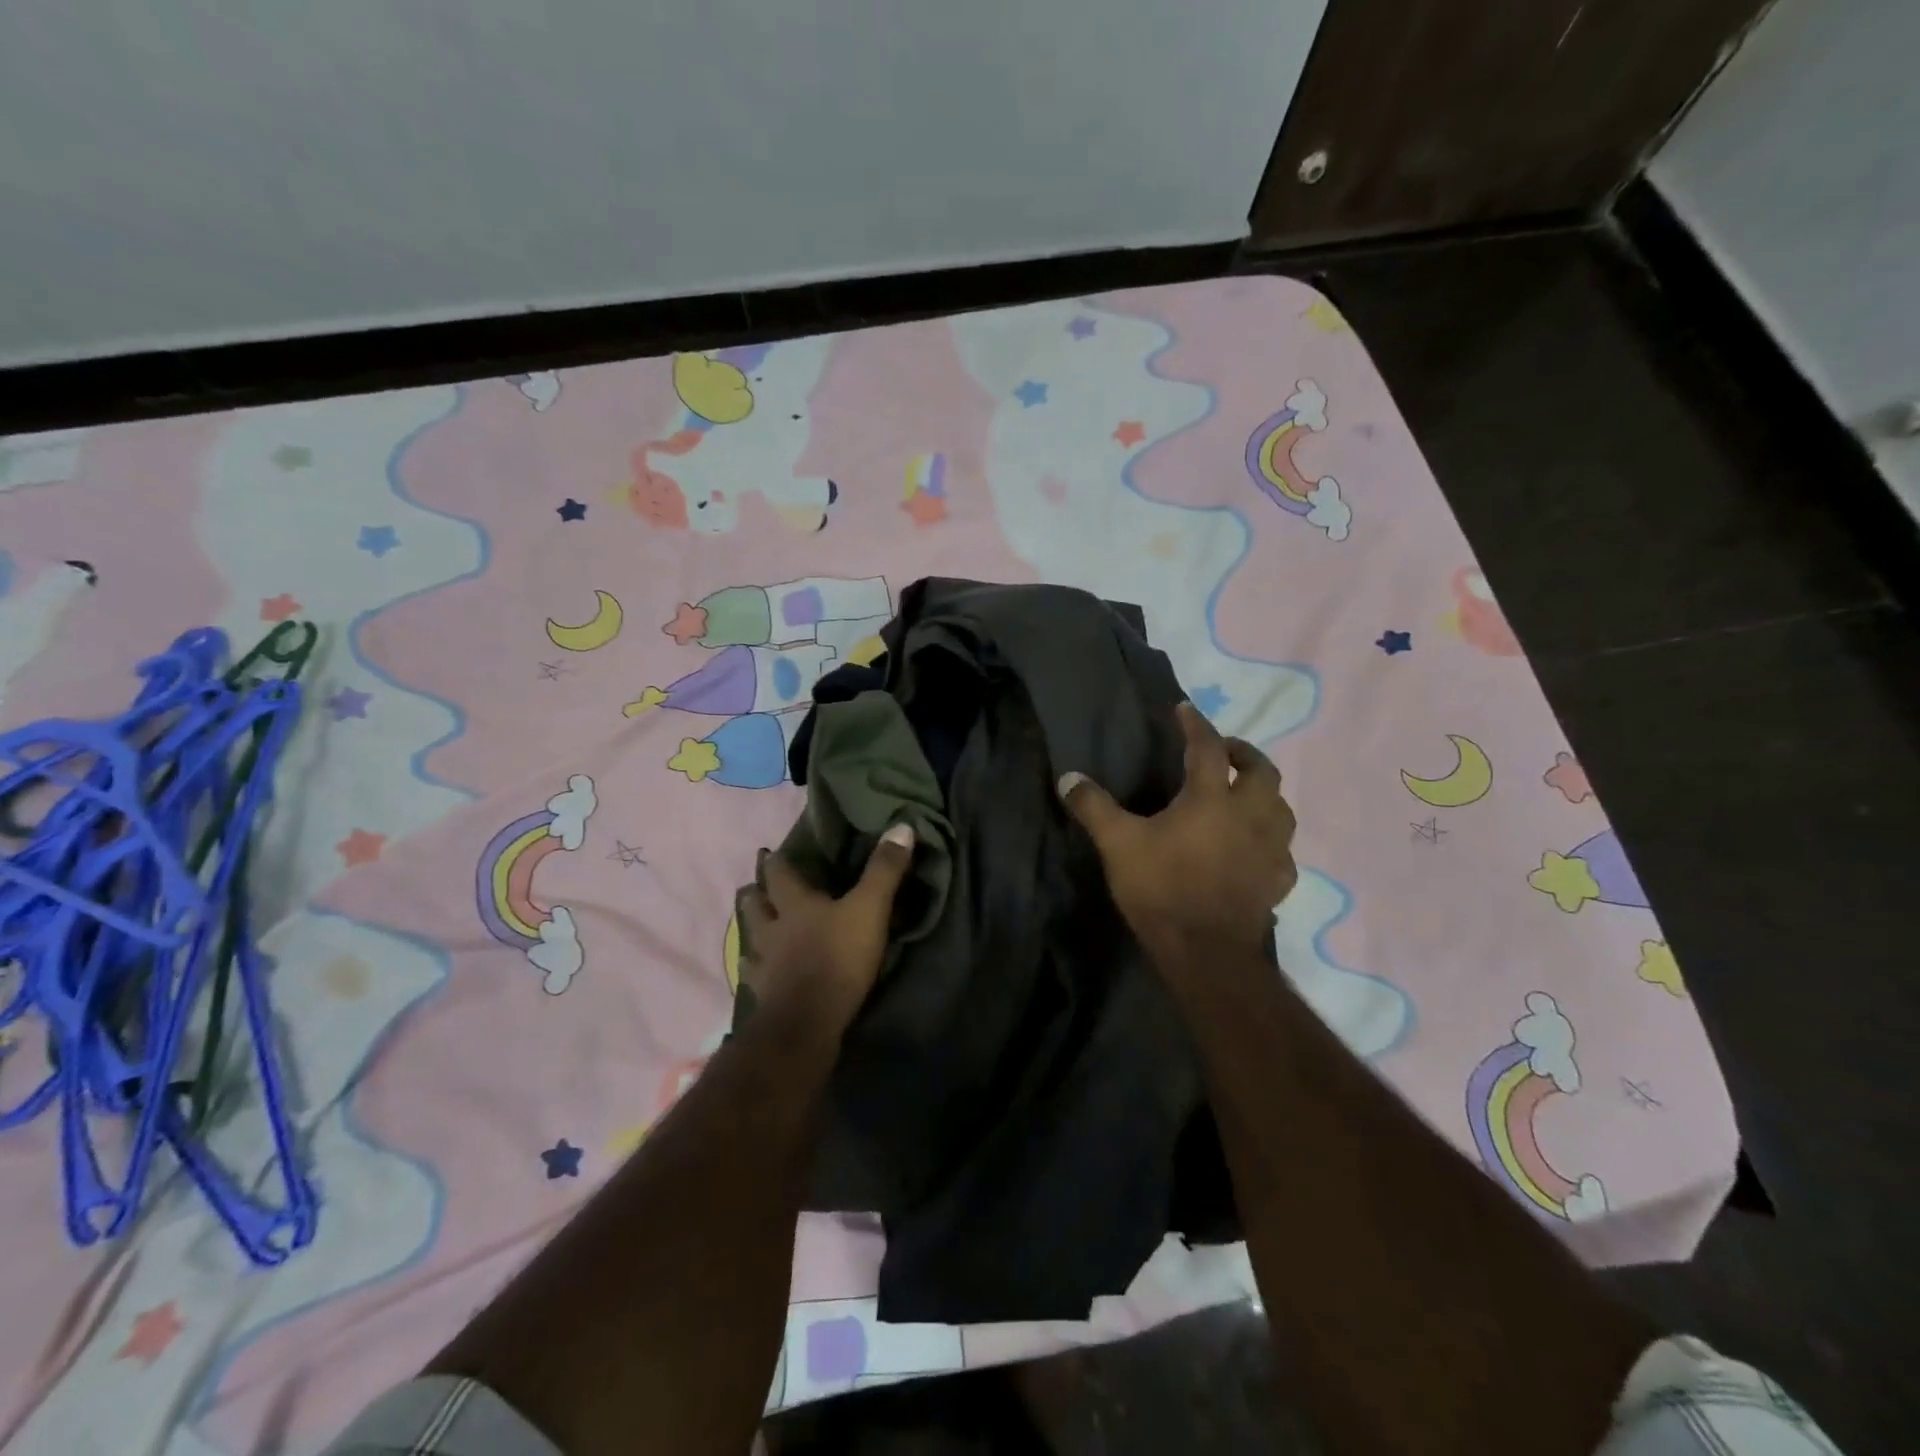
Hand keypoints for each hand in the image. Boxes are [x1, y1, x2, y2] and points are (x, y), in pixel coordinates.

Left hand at [737, 824, 916, 1031]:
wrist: (806, 1021)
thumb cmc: (838, 958)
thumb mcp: (870, 909)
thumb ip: (884, 870)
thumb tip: (902, 825)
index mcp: (794, 904)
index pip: (779, 873)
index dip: (777, 862)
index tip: (772, 852)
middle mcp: (771, 928)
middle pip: (755, 904)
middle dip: (755, 893)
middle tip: (756, 885)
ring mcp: (763, 962)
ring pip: (750, 938)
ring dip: (752, 930)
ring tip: (754, 927)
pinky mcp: (763, 993)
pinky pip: (754, 976)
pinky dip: (755, 970)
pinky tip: (757, 972)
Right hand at [1059, 703, 1296, 970]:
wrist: (1205, 951)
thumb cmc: (1161, 889)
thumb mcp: (1118, 845)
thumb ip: (1094, 807)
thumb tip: (1067, 777)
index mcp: (1211, 799)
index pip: (1207, 748)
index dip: (1195, 724)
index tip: (1185, 710)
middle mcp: (1249, 815)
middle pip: (1261, 770)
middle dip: (1243, 753)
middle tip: (1224, 752)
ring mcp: (1270, 849)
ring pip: (1281, 807)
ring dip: (1265, 793)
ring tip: (1245, 795)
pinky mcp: (1278, 881)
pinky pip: (1282, 851)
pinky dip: (1271, 840)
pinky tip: (1257, 849)